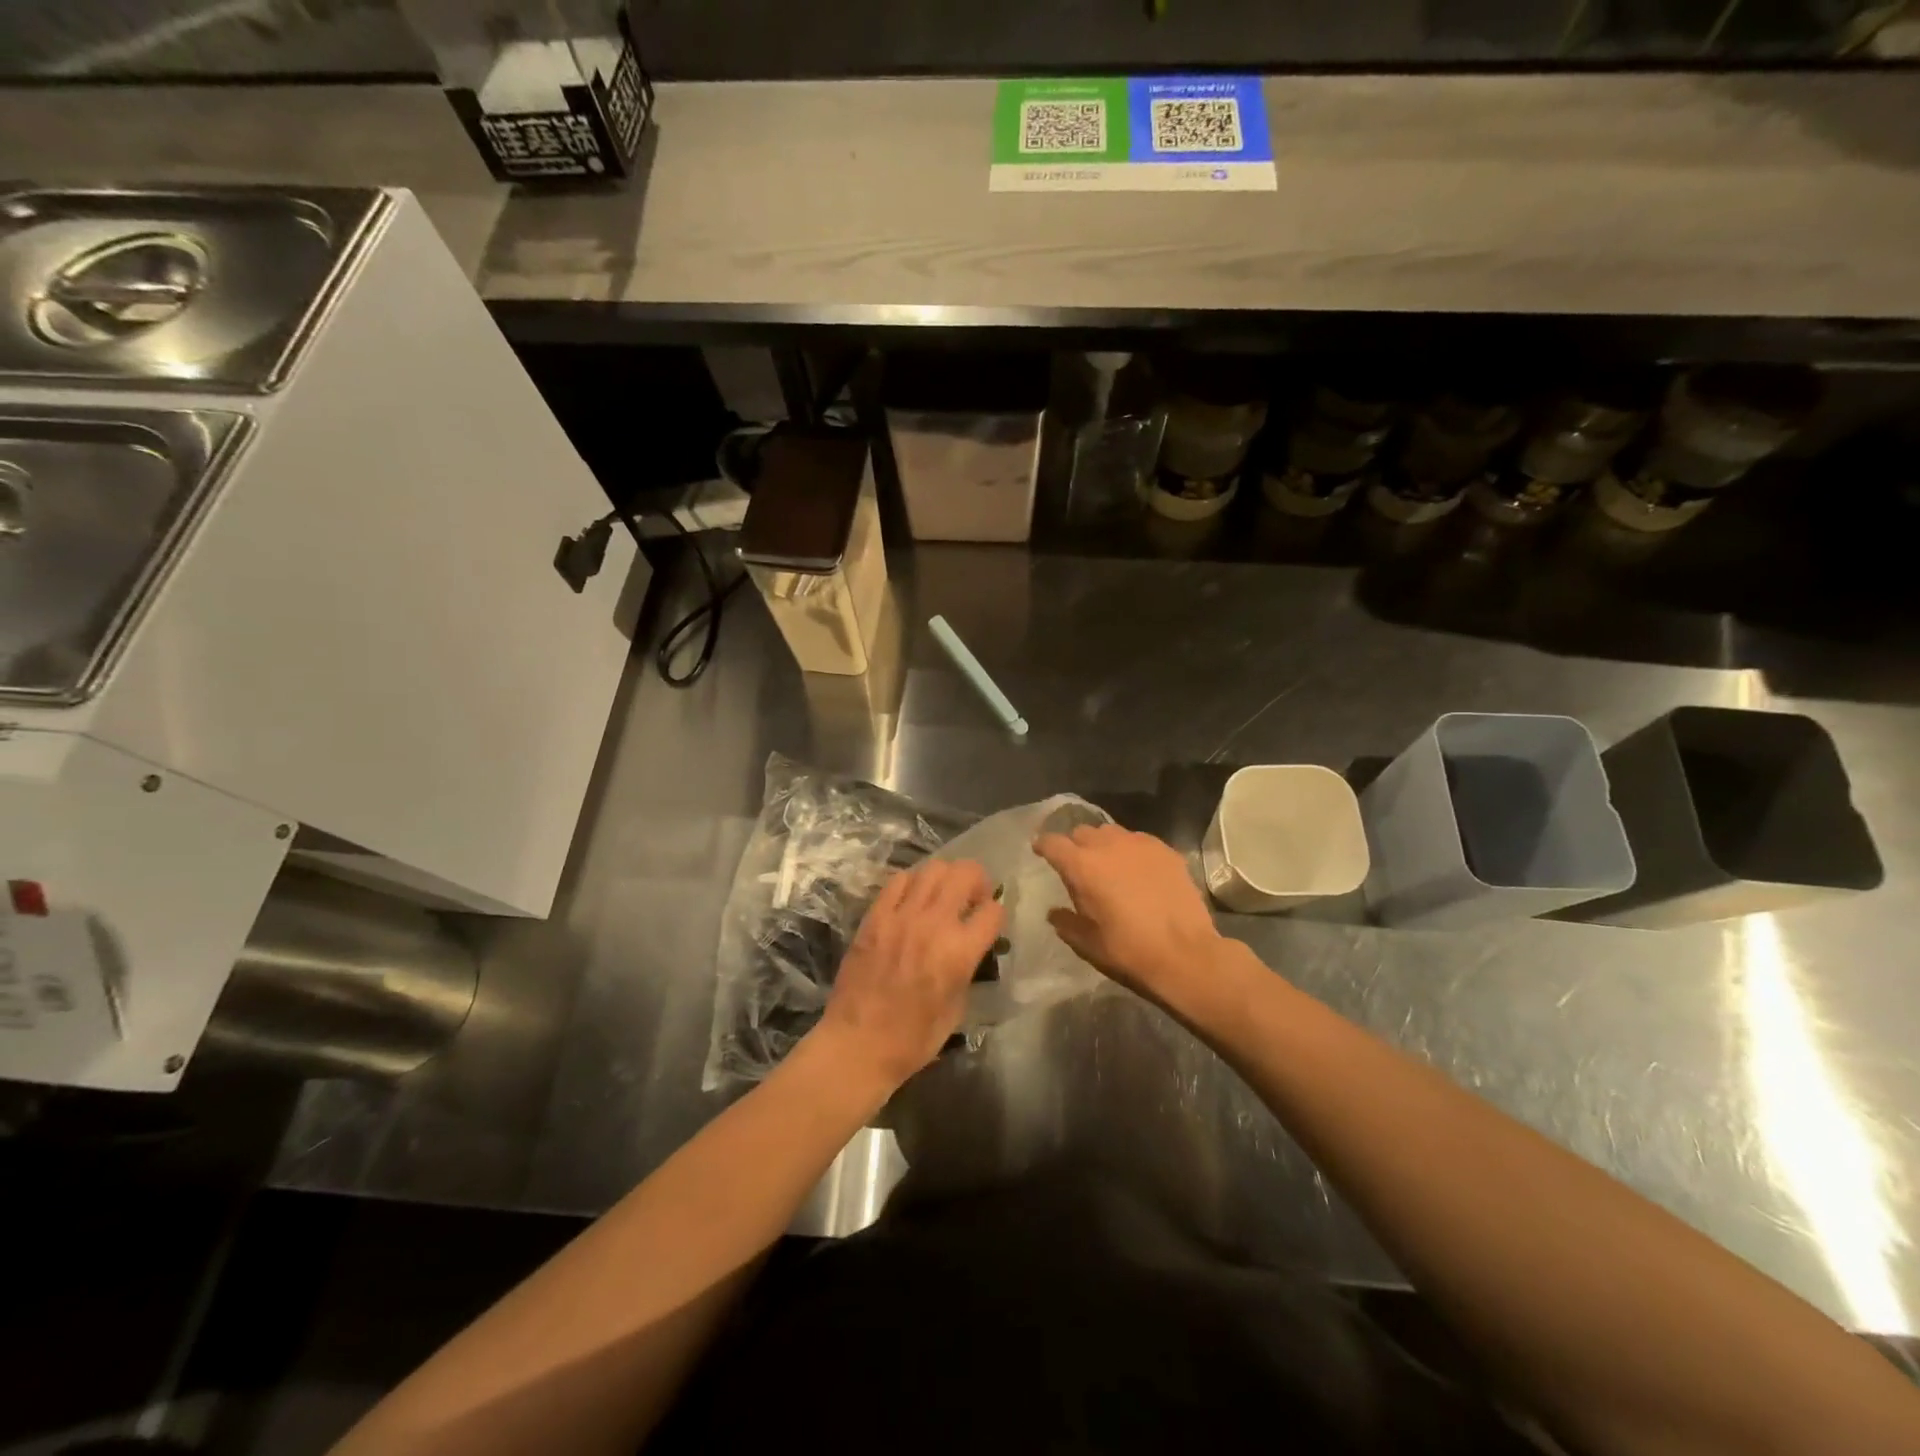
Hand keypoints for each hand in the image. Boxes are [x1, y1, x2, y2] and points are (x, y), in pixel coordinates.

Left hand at [816, 859, 1004, 1091]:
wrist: (858, 1044)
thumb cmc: (913, 1039)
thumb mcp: (957, 1009)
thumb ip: (967, 969)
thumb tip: (969, 949)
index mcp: (960, 952)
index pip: (993, 911)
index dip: (996, 914)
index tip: (989, 922)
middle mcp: (934, 924)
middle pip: (965, 873)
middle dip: (976, 880)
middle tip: (971, 897)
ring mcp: (901, 916)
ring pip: (932, 868)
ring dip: (945, 877)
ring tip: (942, 894)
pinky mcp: (875, 916)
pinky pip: (898, 881)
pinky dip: (912, 883)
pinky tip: (912, 900)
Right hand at [1033, 824, 1222, 1007]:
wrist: (1185, 954)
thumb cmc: (1128, 950)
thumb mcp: (1087, 943)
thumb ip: (1066, 922)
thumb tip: (1055, 913)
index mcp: (1082, 866)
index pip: (1053, 843)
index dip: (1043, 845)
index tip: (1040, 851)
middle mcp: (1108, 845)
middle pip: (1082, 832)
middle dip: (1074, 844)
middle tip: (1078, 865)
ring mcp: (1139, 844)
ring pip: (1111, 832)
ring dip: (1103, 844)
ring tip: (1109, 864)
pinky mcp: (1165, 850)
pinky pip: (1139, 840)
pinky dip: (1131, 850)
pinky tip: (1138, 870)